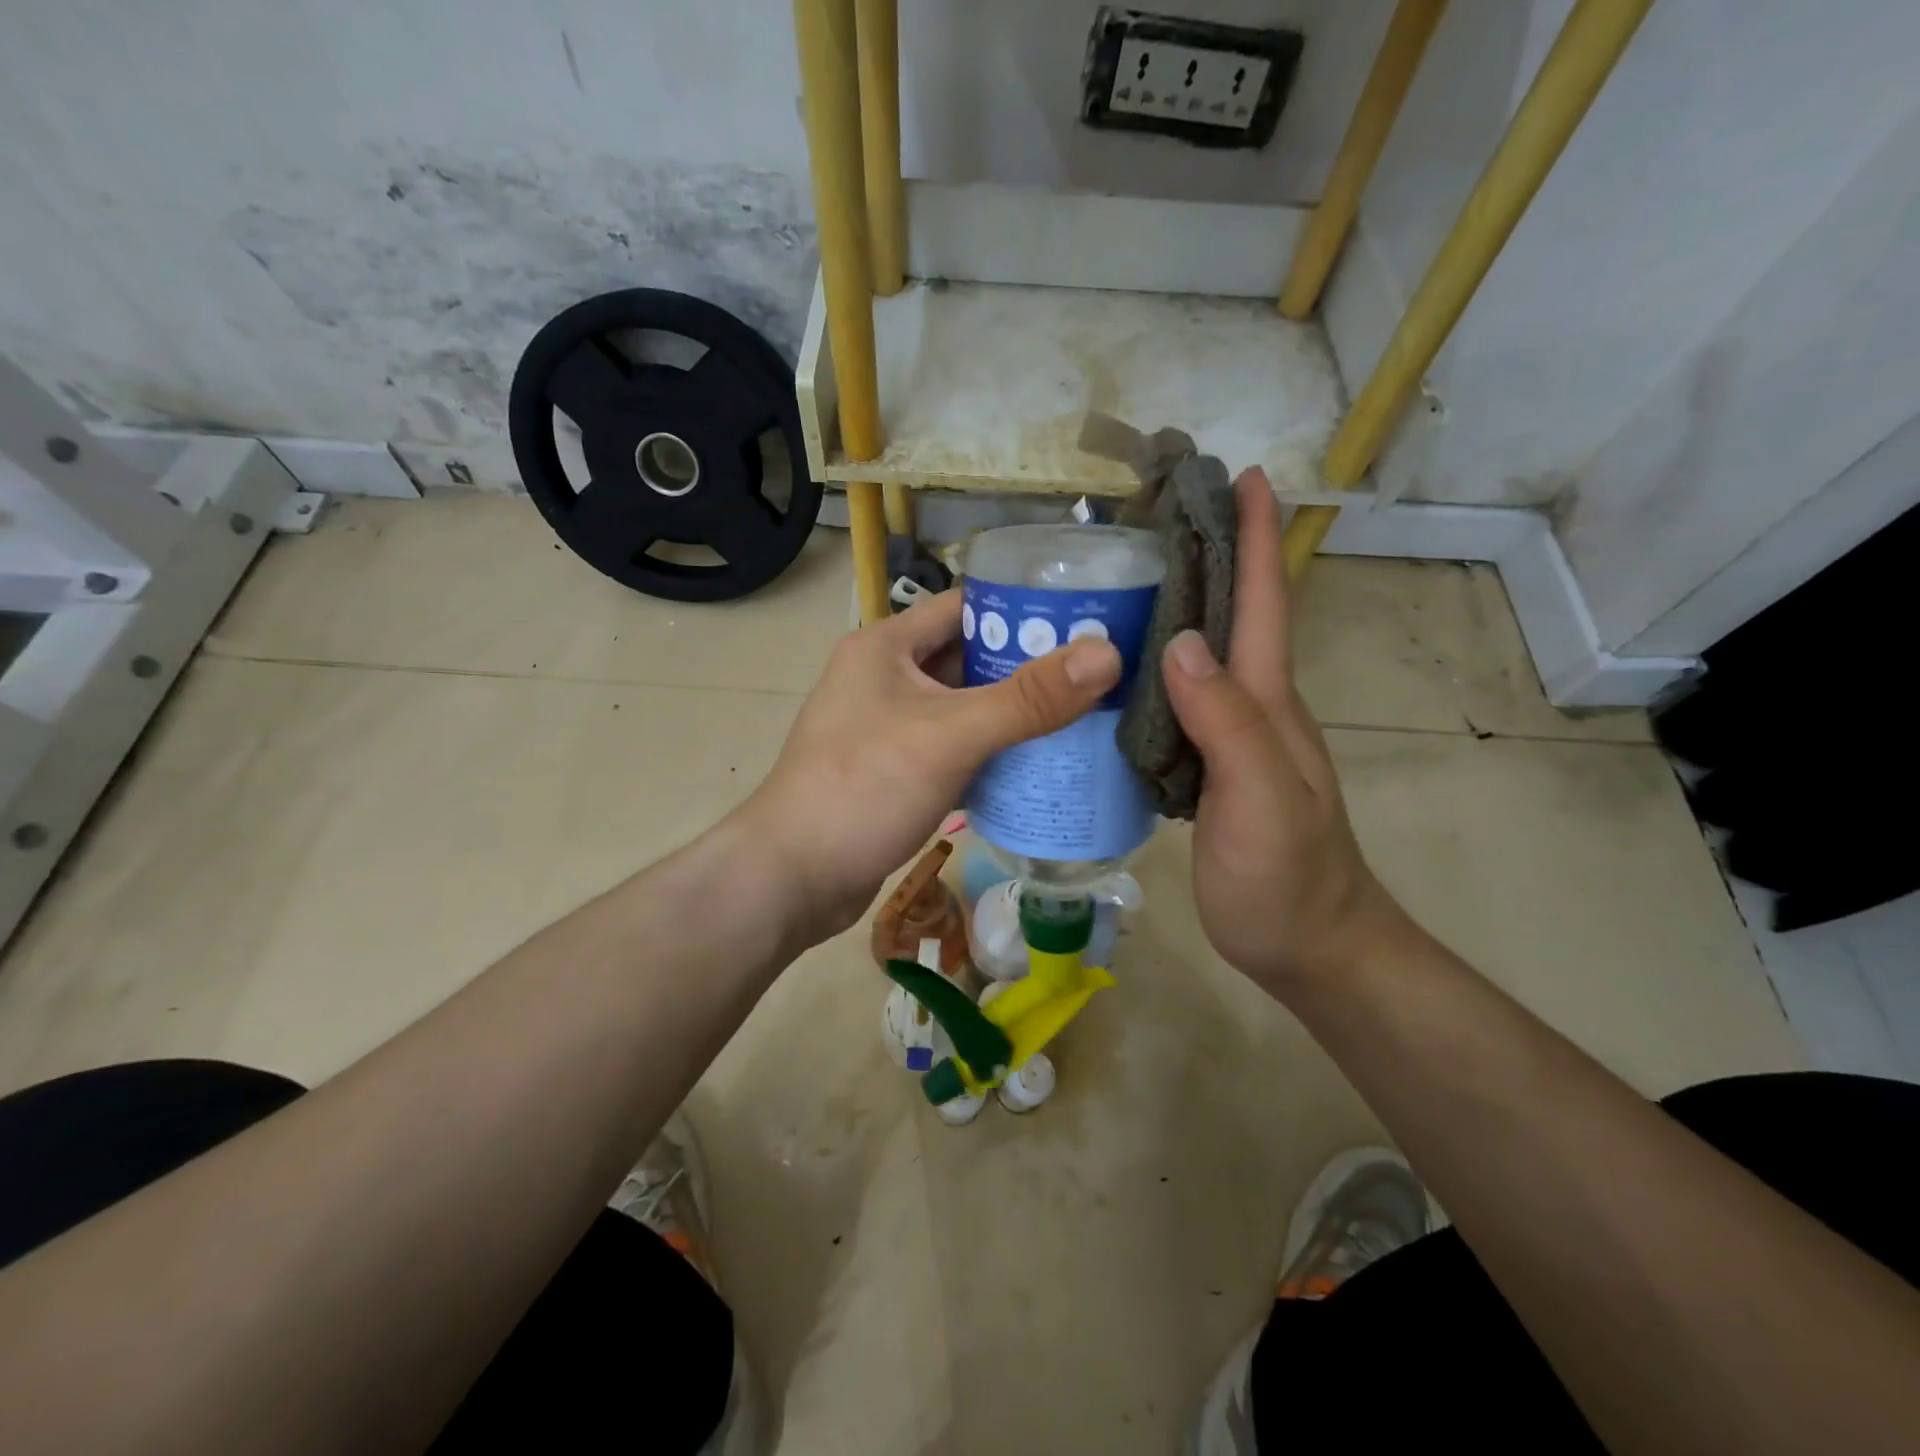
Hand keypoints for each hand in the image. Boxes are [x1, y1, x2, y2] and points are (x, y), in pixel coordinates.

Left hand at [739, 590, 1120, 941]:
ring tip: (1080, 718)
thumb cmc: (865, 788)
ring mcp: (885, 726)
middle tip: (1095, 678)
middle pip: (968, 658)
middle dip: (1027, 668)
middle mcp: (883, 677)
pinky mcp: (892, 770)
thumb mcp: (951, 735)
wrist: (793, 877)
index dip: (1024, 610)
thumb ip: (1028, 698)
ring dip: (1010, 714)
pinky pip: (951, 746)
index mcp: (886, 645)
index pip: (966, 607)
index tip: (1086, 621)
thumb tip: (1108, 655)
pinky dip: (988, 752)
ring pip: (962, 707)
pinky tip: (1033, 765)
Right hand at [1160, 469, 1403, 994]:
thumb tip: (1180, 642)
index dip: (1255, 539)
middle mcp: (1248, 707)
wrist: (1307, 947)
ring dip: (1174, 608)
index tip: (1242, 475)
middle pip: (1229, 617)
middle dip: (1208, 555)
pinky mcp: (1203, 768)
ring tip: (1123, 578)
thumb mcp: (1260, 800)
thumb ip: (1228, 724)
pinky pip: (1175, 701)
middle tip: (1156, 515)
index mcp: (1266, 702)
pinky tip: (1115, 668)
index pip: (1262, 605)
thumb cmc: (1287, 878)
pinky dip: (1150, 669)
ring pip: (1199, 656)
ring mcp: (1227, 738)